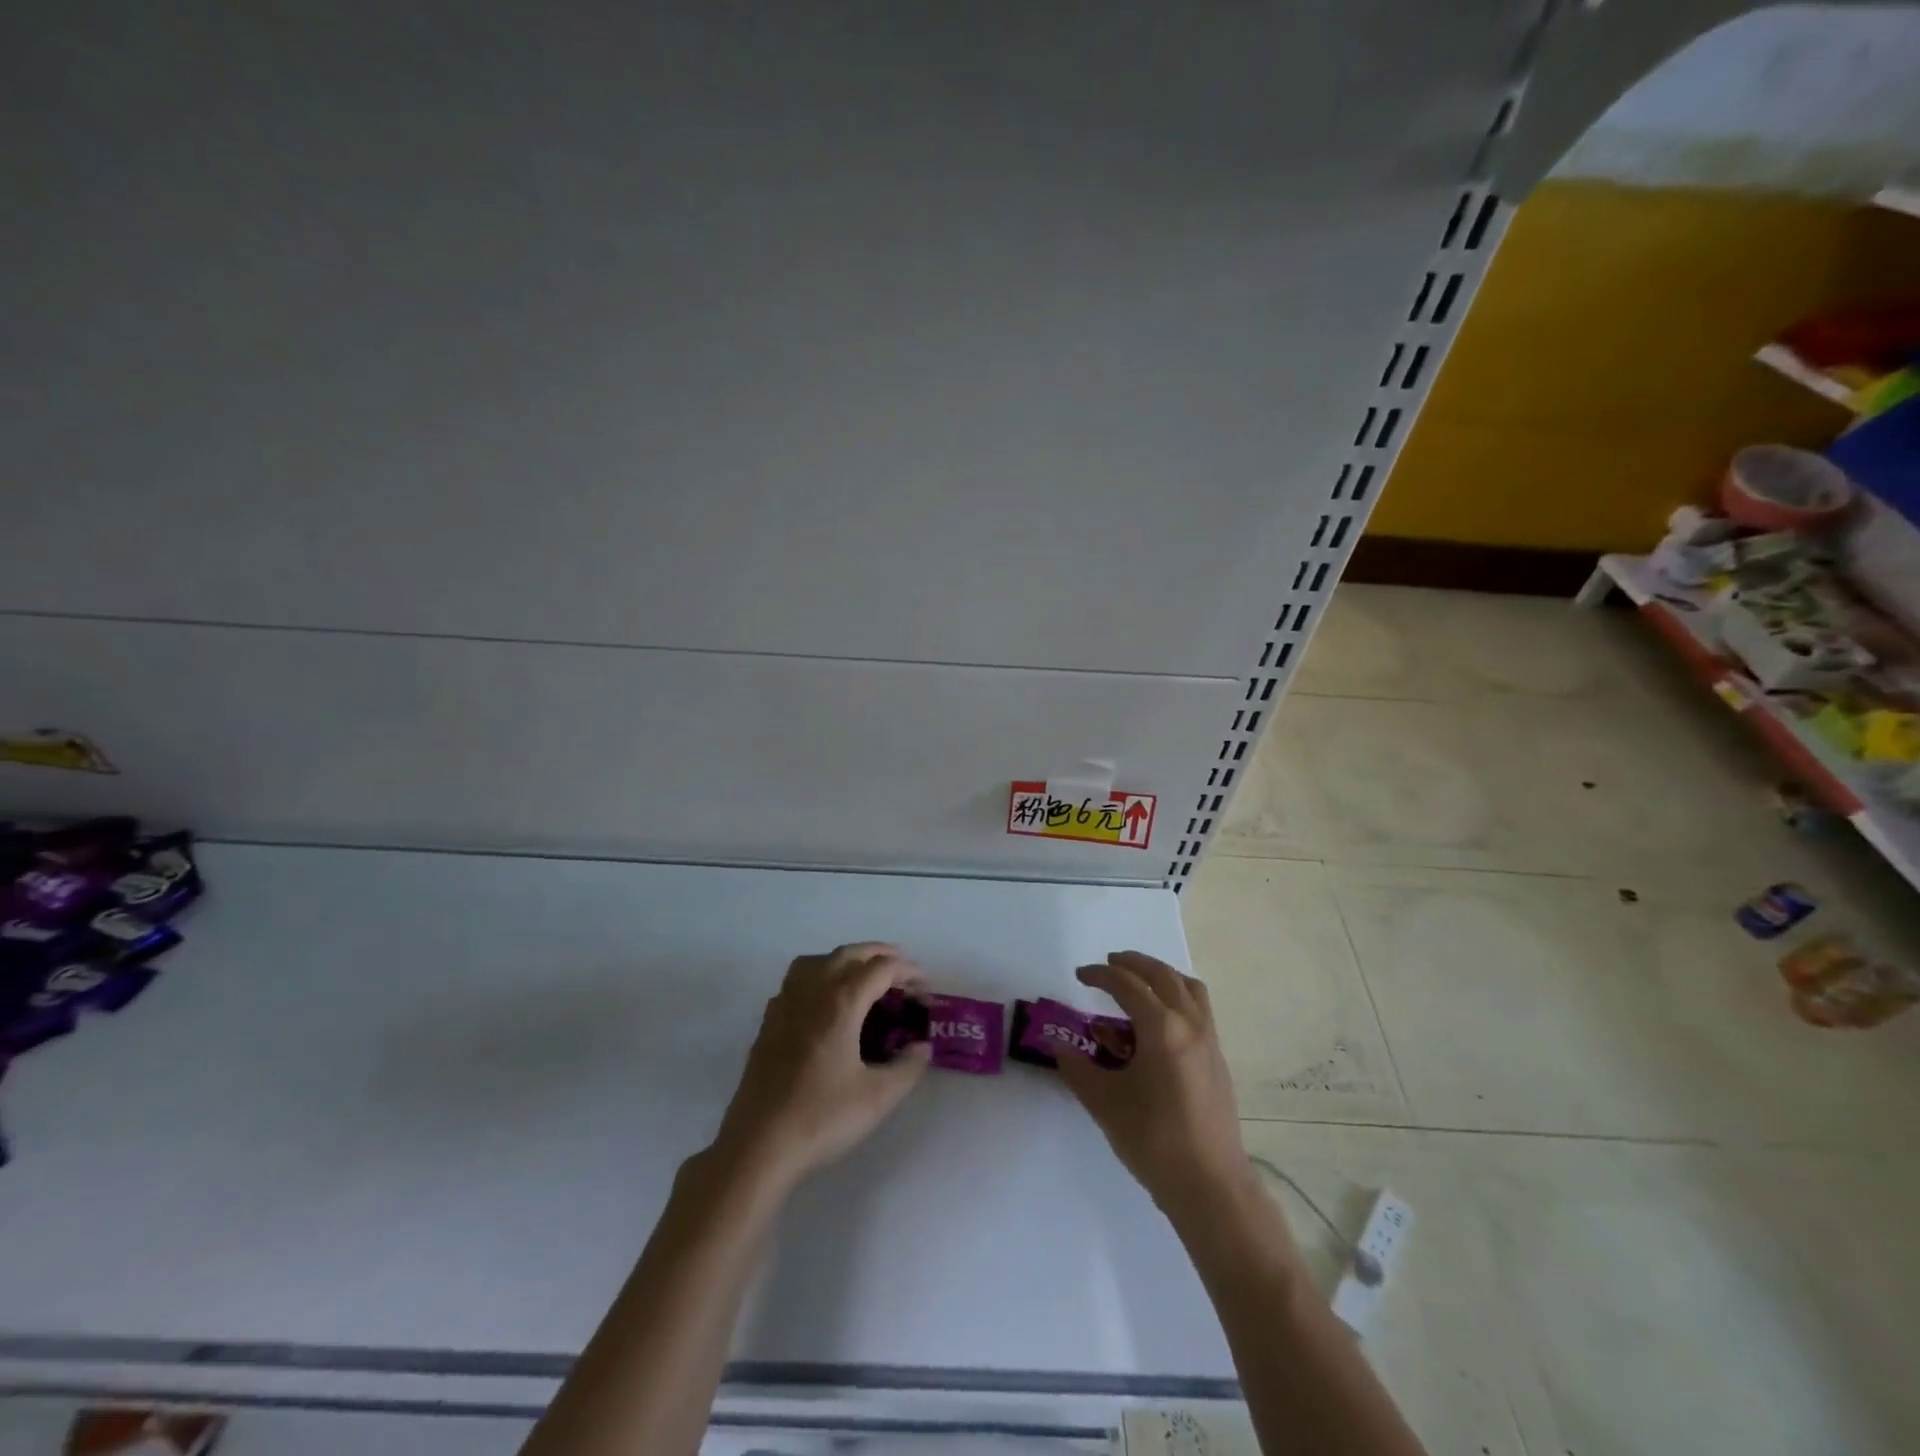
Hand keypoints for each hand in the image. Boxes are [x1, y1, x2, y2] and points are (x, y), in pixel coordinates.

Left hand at [710, 942, 932, 1189]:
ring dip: (845, 960)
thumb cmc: (821, 1117)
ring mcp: (785, 1004)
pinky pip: (796, 981)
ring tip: (863, 978)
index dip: (907, 971)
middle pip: (848, 954)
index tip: (925, 987)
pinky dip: (819, 977)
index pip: (880, 968)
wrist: (758, 1145)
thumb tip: (922, 1047)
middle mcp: (812, 992)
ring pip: (817, 961)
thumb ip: (907, 1067)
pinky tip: (825, 1004)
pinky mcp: (768, 1023)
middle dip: (879, 955)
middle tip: (902, 972)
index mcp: (841, 1002)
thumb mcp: (878, 1097)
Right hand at [1054, 951, 1253, 1223]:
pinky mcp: (1218, 1058)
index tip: (1079, 975)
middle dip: (1132, 963)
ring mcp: (1209, 1040)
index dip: (1100, 974)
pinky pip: (1199, 1008)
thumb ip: (1077, 1067)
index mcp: (1161, 1027)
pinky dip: (1177, 997)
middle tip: (1108, 965)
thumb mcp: (1104, 1102)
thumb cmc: (1154, 1141)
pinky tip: (1160, 1021)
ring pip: (1187, 987)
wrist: (1211, 1186)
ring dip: (1161, 976)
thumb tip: (1056, 1044)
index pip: (1126, 984)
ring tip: (1138, 982)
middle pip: (1161, 975)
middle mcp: (1189, 1023)